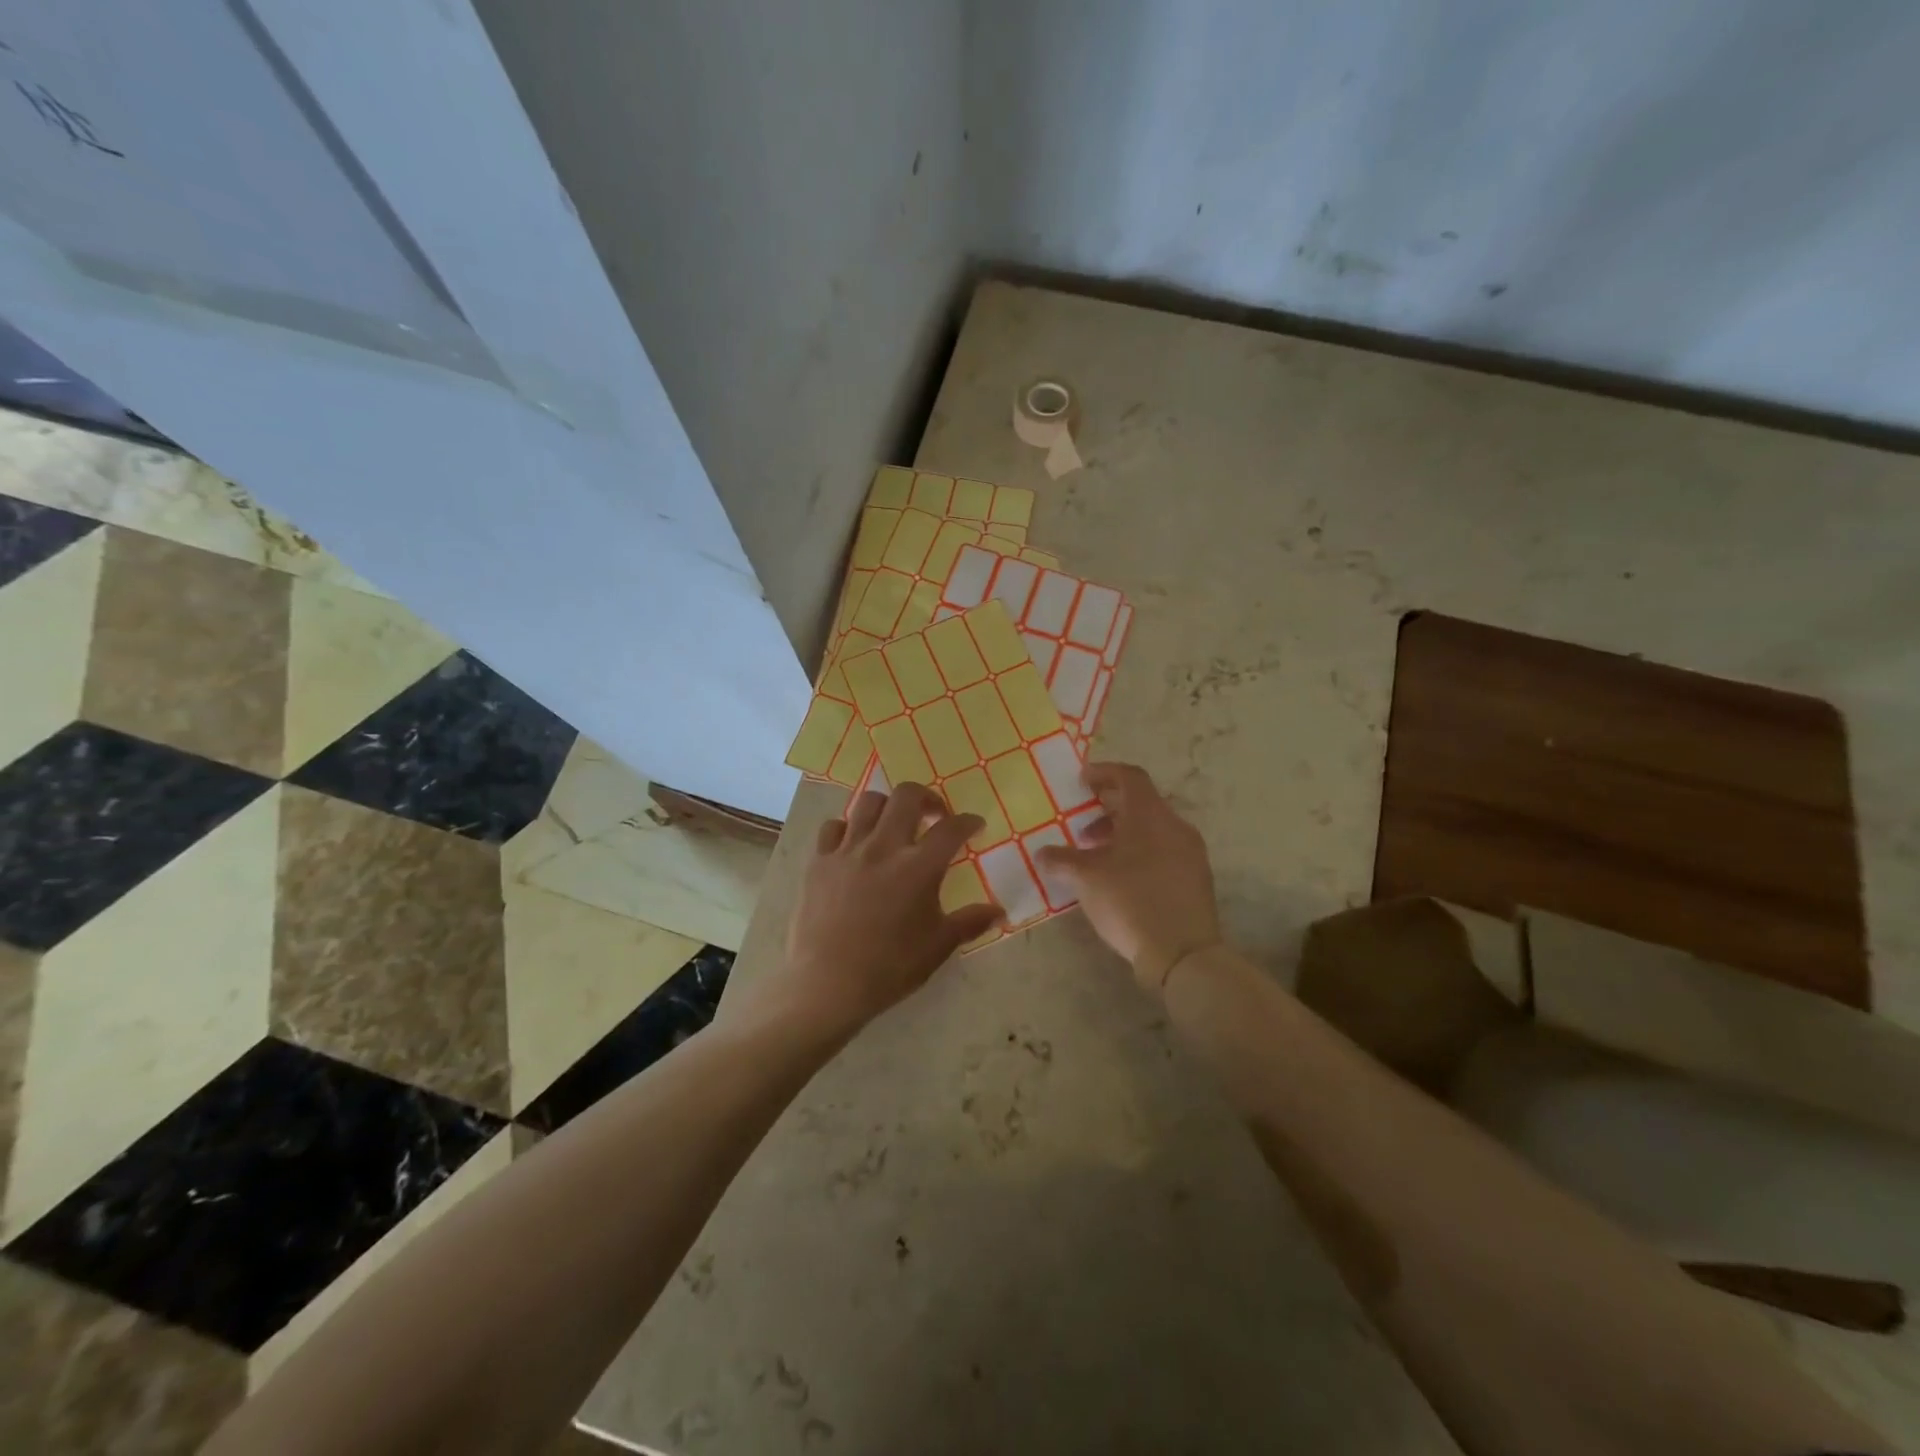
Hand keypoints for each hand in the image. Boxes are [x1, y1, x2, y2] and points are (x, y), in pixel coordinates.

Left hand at [759, 783, 1003, 1036]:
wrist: (827, 984)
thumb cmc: (889, 968)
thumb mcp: (938, 947)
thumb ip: (970, 922)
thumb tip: (999, 911)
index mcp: (919, 867)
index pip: (951, 828)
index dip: (968, 821)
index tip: (974, 825)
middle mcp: (884, 847)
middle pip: (907, 796)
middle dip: (927, 798)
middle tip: (934, 816)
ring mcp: (847, 850)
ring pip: (868, 802)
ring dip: (888, 806)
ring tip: (894, 825)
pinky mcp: (819, 861)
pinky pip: (833, 827)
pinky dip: (848, 828)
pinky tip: (854, 845)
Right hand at [1035, 762, 1221, 991]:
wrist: (1182, 953)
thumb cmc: (1130, 901)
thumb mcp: (1086, 878)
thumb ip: (1061, 860)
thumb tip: (1041, 854)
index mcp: (1150, 815)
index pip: (1130, 777)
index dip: (1104, 773)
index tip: (1082, 780)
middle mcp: (1175, 826)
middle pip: (1142, 802)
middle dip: (1109, 808)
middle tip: (1082, 823)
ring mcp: (1191, 853)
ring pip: (1153, 829)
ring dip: (1123, 833)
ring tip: (1096, 856)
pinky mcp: (1196, 878)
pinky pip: (1164, 851)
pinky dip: (1140, 852)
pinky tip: (1120, 877)